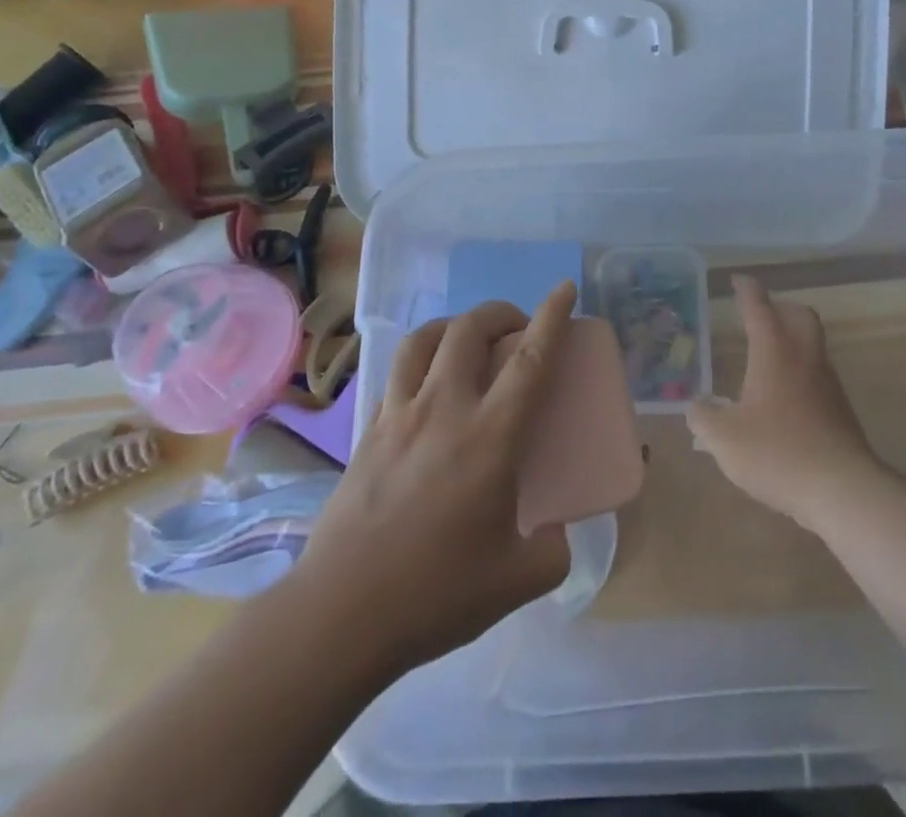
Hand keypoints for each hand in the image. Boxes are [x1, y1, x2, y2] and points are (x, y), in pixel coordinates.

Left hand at [297, 283, 573, 677]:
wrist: (339, 616)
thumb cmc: (436, 594)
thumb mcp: (519, 579)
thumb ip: (552, 549)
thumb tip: (557, 531)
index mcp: (490, 436)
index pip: (530, 359)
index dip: (552, 316)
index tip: (565, 288)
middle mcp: (444, 409)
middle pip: (469, 329)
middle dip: (500, 313)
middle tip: (518, 329)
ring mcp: (398, 416)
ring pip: (423, 339)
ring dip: (453, 325)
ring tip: (468, 341)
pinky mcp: (366, 433)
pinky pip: (395, 375)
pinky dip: (419, 363)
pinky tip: (426, 388)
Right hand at [686, 275, 882, 533]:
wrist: (842, 489)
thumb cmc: (777, 453)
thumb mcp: (725, 439)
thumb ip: (704, 417)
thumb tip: (697, 405)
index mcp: (775, 351)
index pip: (759, 307)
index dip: (747, 290)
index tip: (738, 280)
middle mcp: (805, 357)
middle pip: (799, 315)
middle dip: (780, 308)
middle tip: (759, 315)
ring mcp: (828, 382)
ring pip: (813, 344)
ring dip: (793, 340)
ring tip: (767, 358)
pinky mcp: (841, 410)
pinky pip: (818, 375)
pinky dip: (801, 372)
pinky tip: (783, 400)